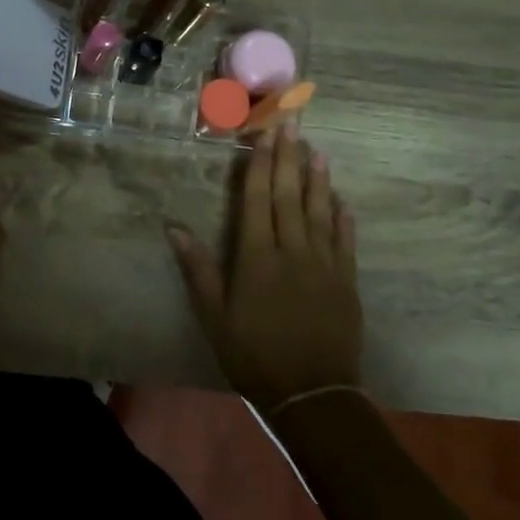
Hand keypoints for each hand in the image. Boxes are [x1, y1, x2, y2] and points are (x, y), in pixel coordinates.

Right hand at [168, 125, 361, 409]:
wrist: (312, 395)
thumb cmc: (253, 355)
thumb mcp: (214, 316)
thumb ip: (197, 269)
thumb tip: (173, 227)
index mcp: (257, 257)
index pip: (257, 199)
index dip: (260, 164)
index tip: (265, 134)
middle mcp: (292, 251)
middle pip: (289, 196)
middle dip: (289, 157)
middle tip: (293, 123)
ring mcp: (324, 265)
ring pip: (320, 212)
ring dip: (319, 179)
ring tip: (319, 150)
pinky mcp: (346, 283)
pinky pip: (345, 242)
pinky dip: (343, 218)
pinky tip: (343, 200)